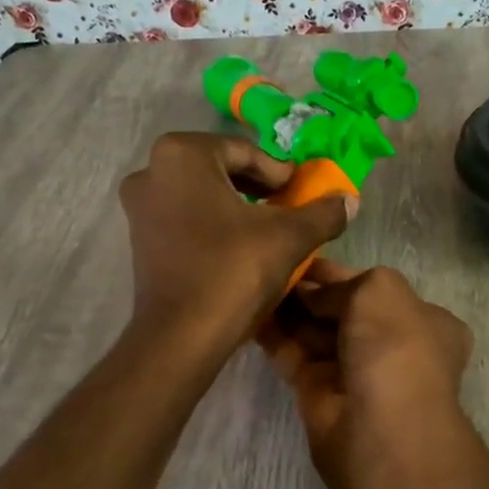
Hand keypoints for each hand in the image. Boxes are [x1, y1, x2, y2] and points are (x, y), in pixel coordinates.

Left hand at [120, 133, 353, 354]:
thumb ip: (323, 212)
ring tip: (269, 230)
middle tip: (289, 208)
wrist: (182, 335)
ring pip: (201, 196)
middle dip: (258, 188)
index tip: (303, 194)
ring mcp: (139, 208)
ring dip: (236, 207)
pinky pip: (184, 219)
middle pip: (220, 170)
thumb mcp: (290, 237)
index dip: (280, 174)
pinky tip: (239, 249)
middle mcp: (152, 171)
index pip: (245, 152)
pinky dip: (213, 225)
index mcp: (182, 154)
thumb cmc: (233, 270)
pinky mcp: (139, 240)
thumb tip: (350, 200)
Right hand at [256, 260, 472, 485]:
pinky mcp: (320, 395)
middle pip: (344, 311)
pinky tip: (250, 314)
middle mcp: (393, 347)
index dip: (341, 274)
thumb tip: (312, 294)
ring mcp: (356, 373)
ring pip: (317, 335)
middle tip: (273, 269)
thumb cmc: (394, 346)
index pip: (377, 289)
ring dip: (289, 312)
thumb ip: (343, 283)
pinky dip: (275, 338)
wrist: (381, 428)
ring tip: (255, 284)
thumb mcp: (380, 289)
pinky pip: (294, 358)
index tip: (303, 258)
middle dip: (311, 293)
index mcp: (424, 321)